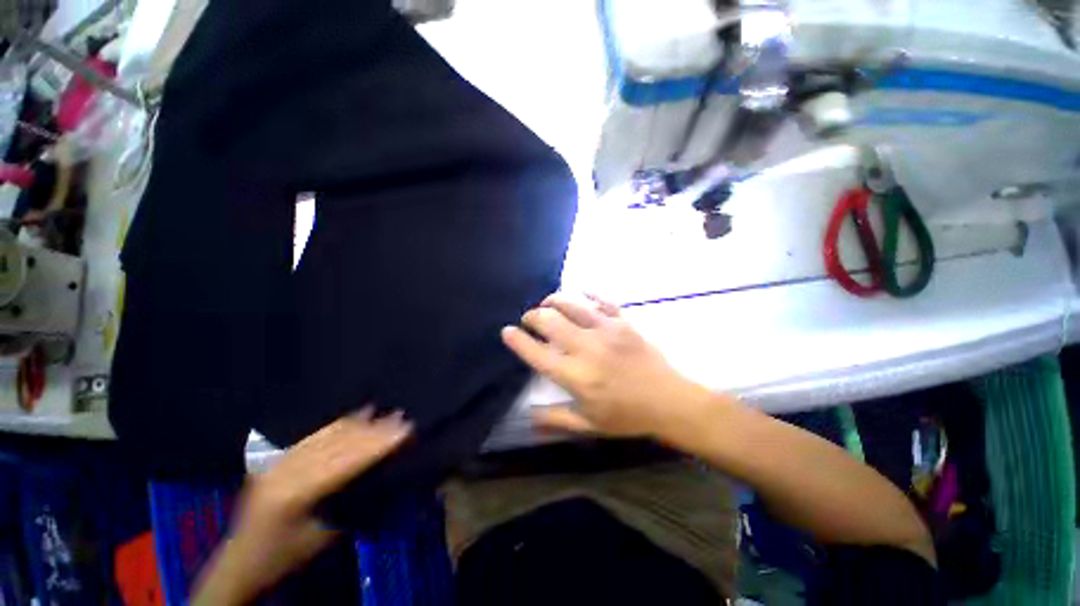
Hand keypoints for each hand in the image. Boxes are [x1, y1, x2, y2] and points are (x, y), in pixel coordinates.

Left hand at [192, 409, 411, 604]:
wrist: (240, 563)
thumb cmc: (287, 556)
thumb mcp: (325, 537)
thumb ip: (352, 502)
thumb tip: (385, 472)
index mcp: (296, 494)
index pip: (346, 460)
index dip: (378, 443)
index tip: (406, 429)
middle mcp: (286, 471)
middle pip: (338, 443)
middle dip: (373, 430)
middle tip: (402, 417)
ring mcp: (279, 461)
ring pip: (327, 435)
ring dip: (359, 423)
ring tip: (384, 411)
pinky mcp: (277, 458)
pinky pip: (314, 435)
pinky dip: (339, 424)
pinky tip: (356, 414)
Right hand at [502, 294, 712, 437]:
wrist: (669, 401)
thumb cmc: (627, 416)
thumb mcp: (588, 425)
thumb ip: (555, 419)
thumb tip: (527, 415)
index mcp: (575, 376)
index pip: (536, 353)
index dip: (518, 340)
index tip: (507, 331)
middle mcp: (586, 348)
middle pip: (549, 321)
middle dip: (533, 316)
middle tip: (529, 318)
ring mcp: (606, 330)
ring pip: (571, 304)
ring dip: (554, 301)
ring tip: (548, 303)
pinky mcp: (623, 322)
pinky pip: (602, 299)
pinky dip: (588, 293)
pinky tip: (581, 291)